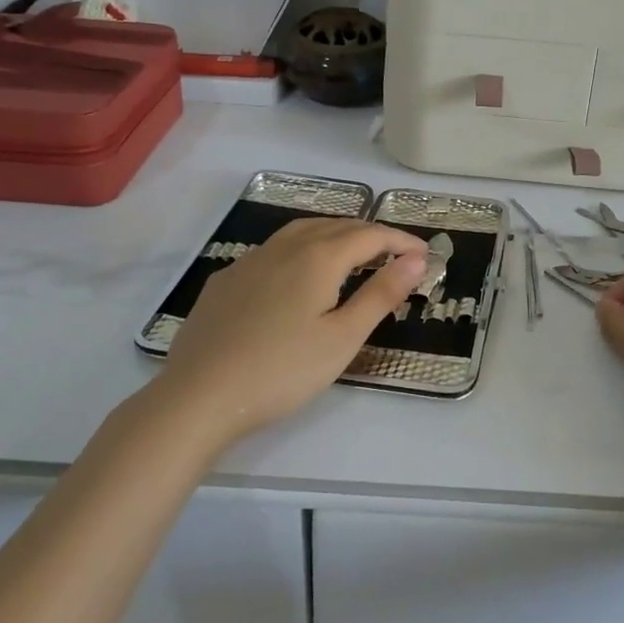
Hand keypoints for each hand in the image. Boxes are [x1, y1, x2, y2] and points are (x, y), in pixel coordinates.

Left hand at [158, 217, 428, 448]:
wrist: (199, 396)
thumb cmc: (282, 371)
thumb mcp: (342, 338)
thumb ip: (381, 294)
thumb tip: (416, 259)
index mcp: (319, 257)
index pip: (370, 235)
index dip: (400, 241)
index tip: (424, 256)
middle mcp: (285, 247)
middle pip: (336, 226)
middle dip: (371, 234)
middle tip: (395, 254)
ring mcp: (250, 260)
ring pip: (301, 232)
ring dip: (335, 235)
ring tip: (353, 254)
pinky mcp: (226, 280)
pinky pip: (273, 250)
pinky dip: (301, 249)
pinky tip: (297, 274)